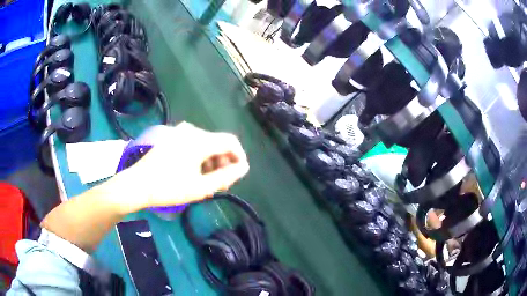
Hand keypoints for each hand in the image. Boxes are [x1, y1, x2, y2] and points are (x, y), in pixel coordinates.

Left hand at [121, 122, 248, 211]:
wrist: (137, 185)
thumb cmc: (169, 188)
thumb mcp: (201, 187)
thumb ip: (226, 176)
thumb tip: (244, 167)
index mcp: (199, 140)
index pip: (230, 141)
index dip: (239, 157)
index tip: (238, 174)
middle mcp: (191, 130)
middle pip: (217, 143)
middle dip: (224, 162)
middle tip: (221, 184)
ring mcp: (179, 132)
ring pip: (205, 144)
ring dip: (212, 161)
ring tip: (208, 181)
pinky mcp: (171, 137)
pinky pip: (193, 144)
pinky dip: (200, 157)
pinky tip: (195, 172)